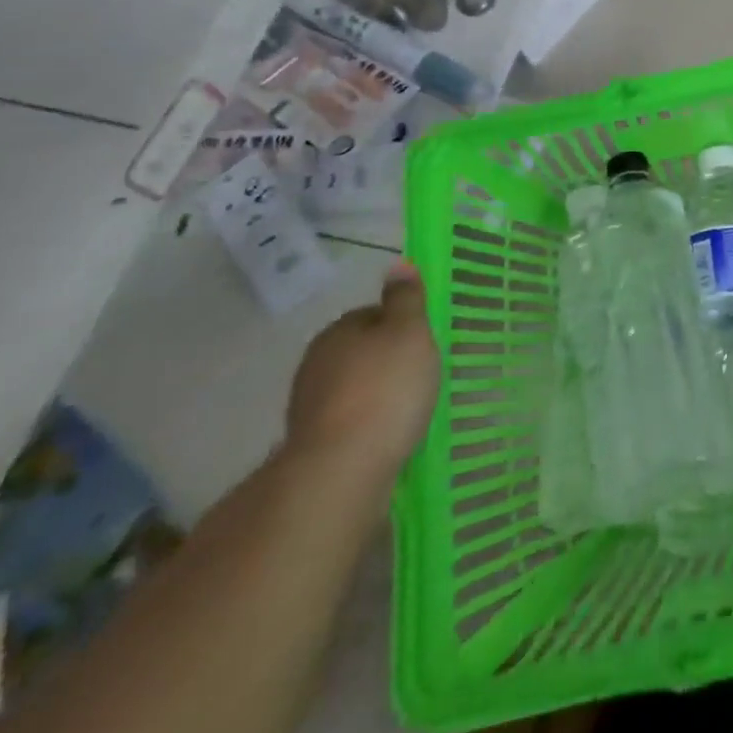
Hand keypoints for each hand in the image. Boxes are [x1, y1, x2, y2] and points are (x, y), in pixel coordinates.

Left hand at [285, 261, 439, 484]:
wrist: (341, 469)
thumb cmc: (385, 388)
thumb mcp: (410, 331)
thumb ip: (406, 298)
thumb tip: (397, 263)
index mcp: (337, 331)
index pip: (372, 315)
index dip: (401, 325)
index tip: (424, 341)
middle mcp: (315, 364)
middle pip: (360, 351)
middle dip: (387, 360)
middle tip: (422, 373)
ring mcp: (309, 407)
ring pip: (353, 388)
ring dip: (376, 393)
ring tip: (410, 407)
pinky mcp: (312, 445)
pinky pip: (349, 421)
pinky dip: (368, 423)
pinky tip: (390, 433)